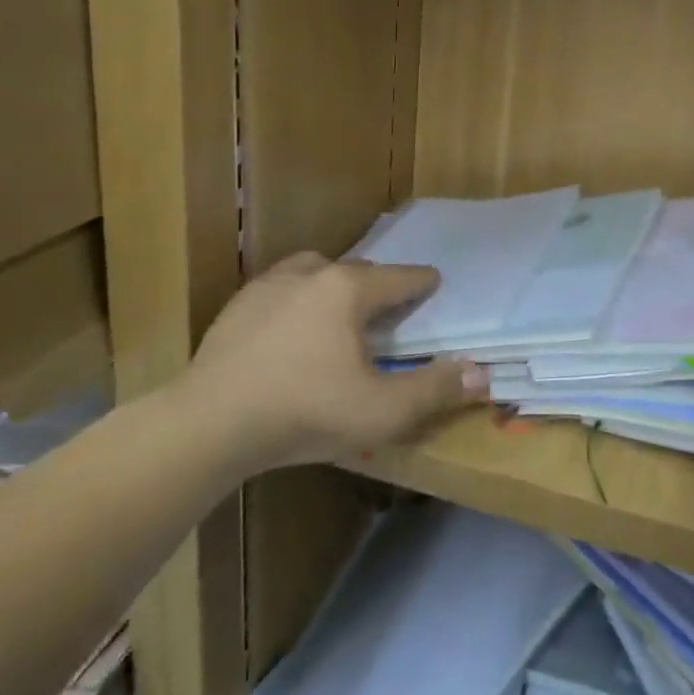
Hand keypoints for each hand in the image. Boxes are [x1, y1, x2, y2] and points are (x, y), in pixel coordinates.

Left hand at [180, 254, 488, 471]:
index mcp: (348, 289)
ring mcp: (268, 286)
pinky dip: (297, 300)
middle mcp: (310, 273)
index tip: (434, 281)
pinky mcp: (237, 305)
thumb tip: (482, 373)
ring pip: (314, 272)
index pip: (398, 278)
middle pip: (357, 271)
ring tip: (339, 311)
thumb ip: (435, 390)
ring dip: (334, 285)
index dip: (421, 281)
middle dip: (378, 285)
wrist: (211, 422)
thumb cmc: (306, 411)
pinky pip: (281, 290)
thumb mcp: (382, 411)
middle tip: (389, 307)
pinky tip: (291, 330)